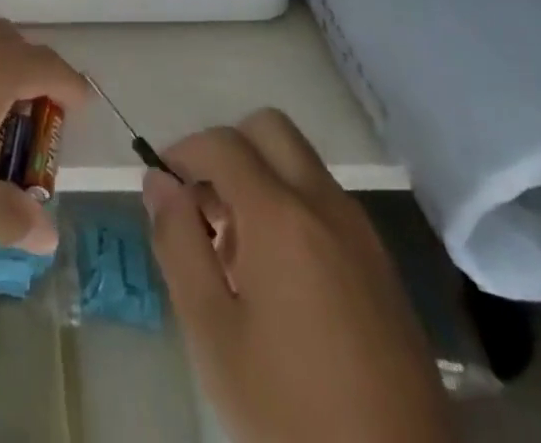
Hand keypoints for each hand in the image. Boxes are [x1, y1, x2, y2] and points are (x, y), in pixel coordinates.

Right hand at [146, 110, 452, 442]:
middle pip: (270, 129)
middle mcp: (325, 204)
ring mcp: (361, 231)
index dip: (183, 151)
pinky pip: (326, 201)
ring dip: (260, 176)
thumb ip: (177, 243)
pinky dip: (292, 205)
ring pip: (300, 162)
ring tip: (235, 249)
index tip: (164, 185)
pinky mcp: (382, 263)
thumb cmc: (290, 411)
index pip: (222, 142)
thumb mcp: (212, 333)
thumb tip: (158, 181)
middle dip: (228, 149)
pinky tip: (278, 275)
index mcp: (281, 215)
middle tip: (204, 204)